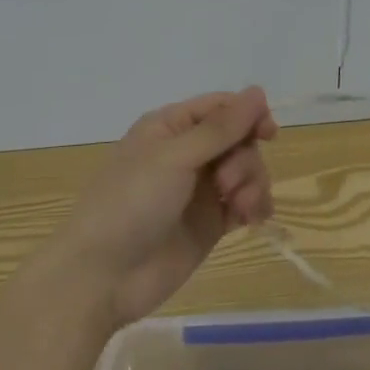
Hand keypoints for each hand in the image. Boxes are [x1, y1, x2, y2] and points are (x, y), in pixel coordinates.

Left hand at [47, 88, 277, 327]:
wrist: (102, 277)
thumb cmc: (130, 203)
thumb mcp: (174, 157)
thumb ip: (220, 127)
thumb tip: (258, 91)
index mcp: (171, 127)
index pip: (221, 107)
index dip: (248, 115)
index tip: (268, 134)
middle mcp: (187, 153)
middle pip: (239, 139)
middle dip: (244, 158)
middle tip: (227, 183)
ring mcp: (200, 190)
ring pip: (246, 170)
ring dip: (252, 183)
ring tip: (241, 207)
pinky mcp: (210, 224)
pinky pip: (245, 203)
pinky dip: (254, 206)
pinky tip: (252, 219)